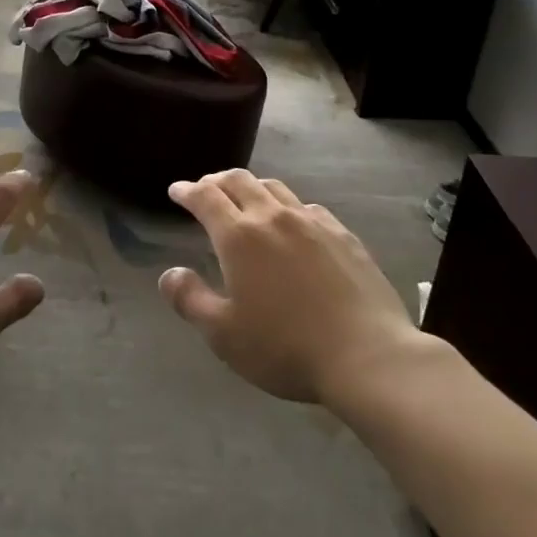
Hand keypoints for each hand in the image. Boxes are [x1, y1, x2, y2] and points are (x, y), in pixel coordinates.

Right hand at [160, 169, 423, 403]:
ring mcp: (312, 222)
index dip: (187, 190)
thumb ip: (190, 299)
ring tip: (245, 198)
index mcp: (239, 236)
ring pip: (275, 188)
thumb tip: (170, 273)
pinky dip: (287, 206)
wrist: (366, 355)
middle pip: (239, 181)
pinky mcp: (343, 235)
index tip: (176, 191)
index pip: (206, 197)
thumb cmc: (284, 347)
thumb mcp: (223, 334)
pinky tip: (293, 222)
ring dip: (252, 187)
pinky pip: (307, 207)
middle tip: (206, 189)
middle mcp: (273, 217)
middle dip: (217, 181)